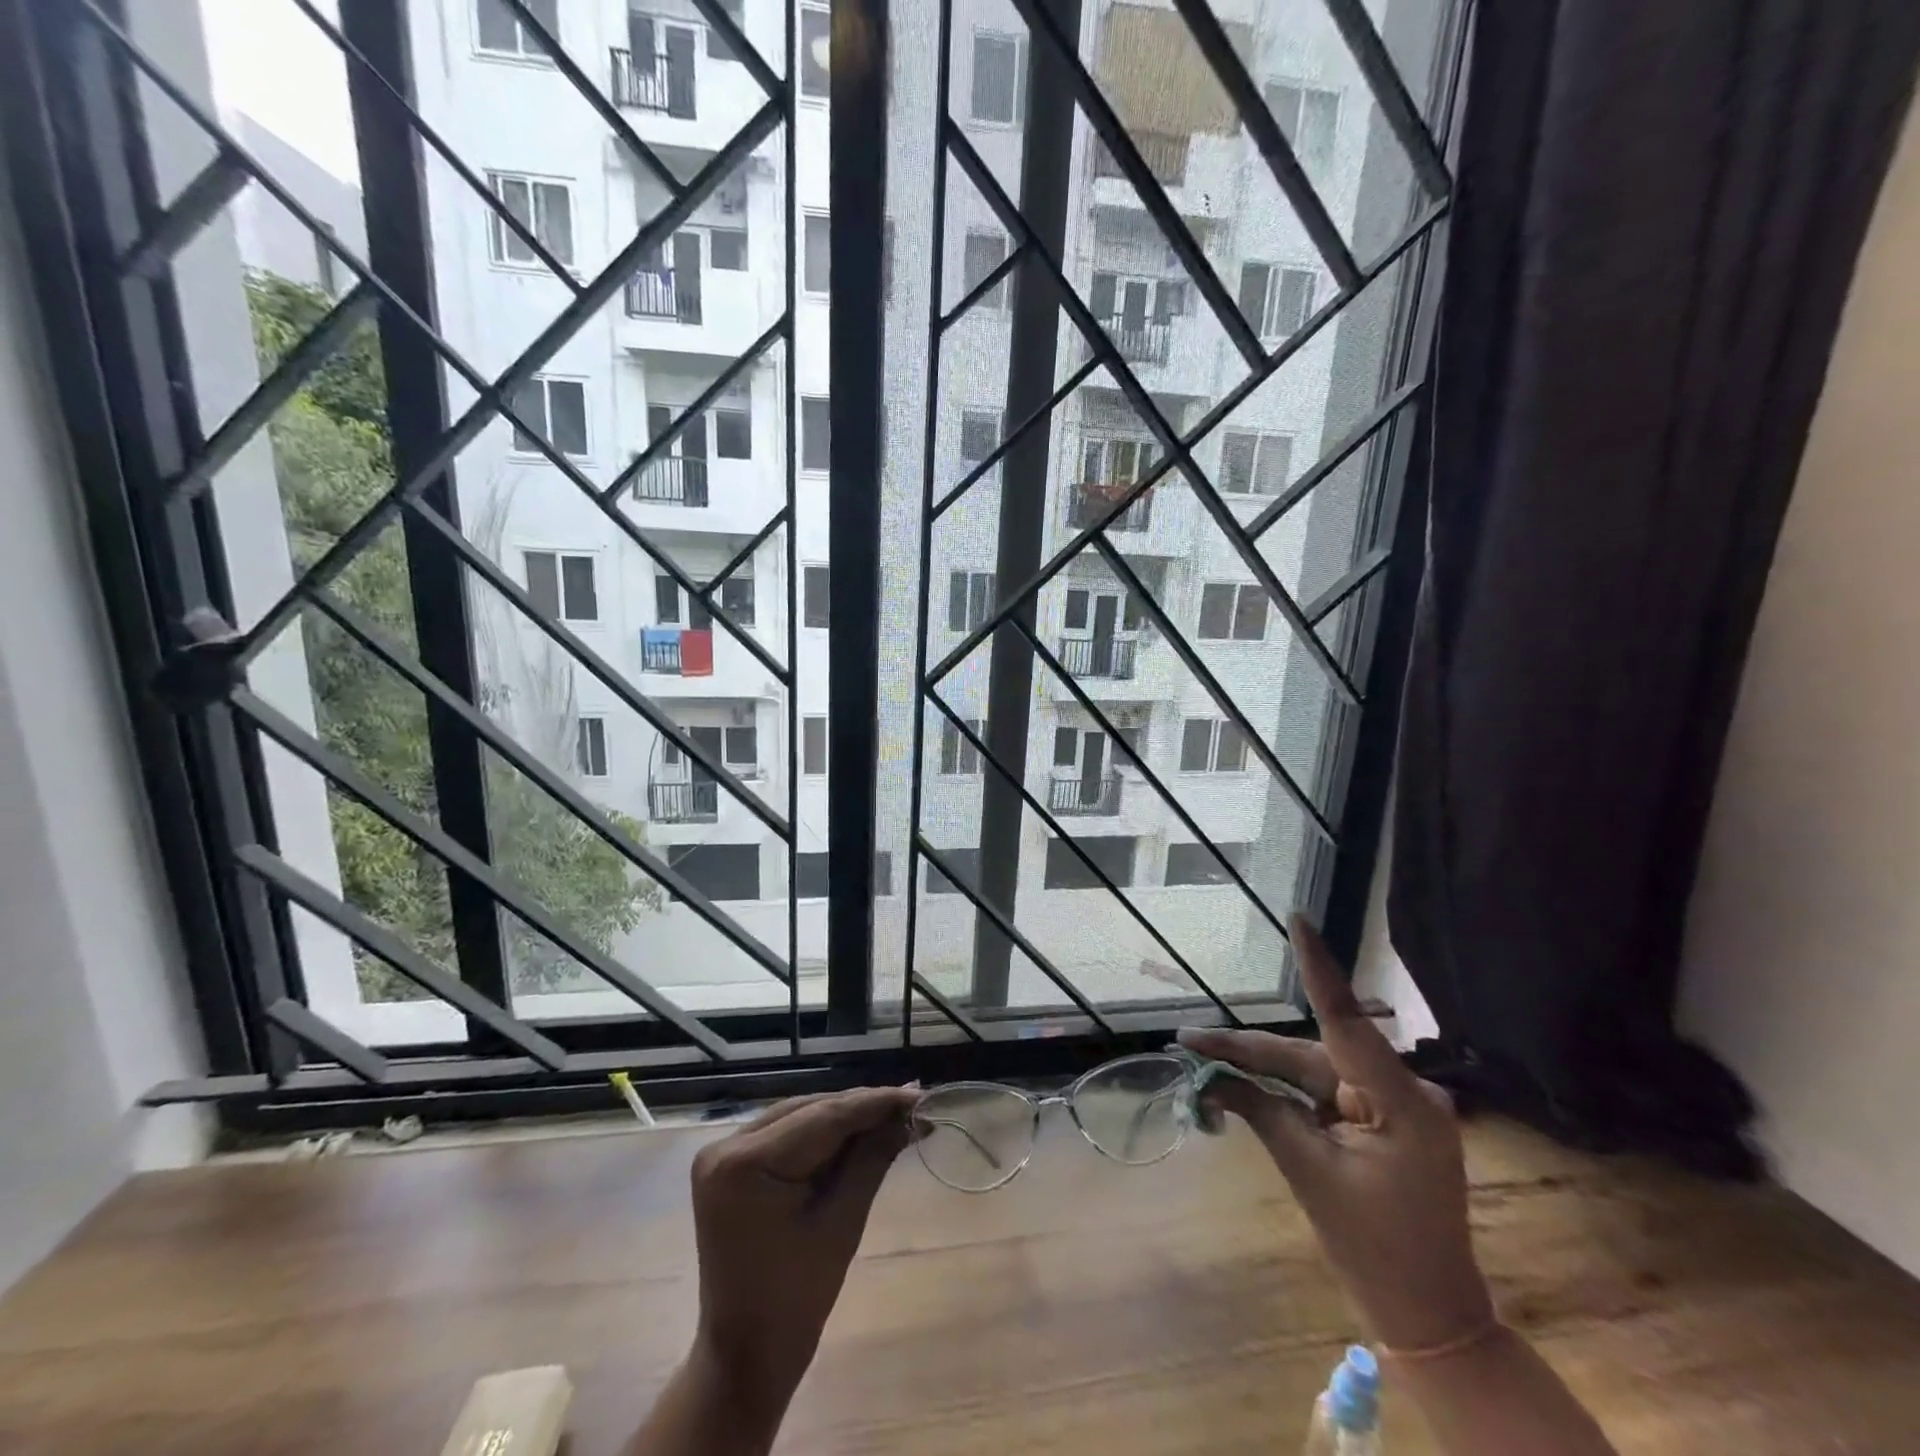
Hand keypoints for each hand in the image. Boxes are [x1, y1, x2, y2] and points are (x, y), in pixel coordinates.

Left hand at [686, 1086, 916, 1410]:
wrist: (746, 1354)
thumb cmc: (795, 1299)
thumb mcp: (842, 1222)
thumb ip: (873, 1157)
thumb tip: (910, 1113)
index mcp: (744, 1163)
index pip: (823, 1117)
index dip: (875, 1103)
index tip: (919, 1095)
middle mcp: (726, 1145)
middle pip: (809, 1111)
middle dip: (862, 1109)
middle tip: (912, 1106)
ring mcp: (723, 1152)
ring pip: (800, 1117)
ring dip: (845, 1119)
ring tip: (894, 1116)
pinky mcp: (731, 1164)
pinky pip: (786, 1134)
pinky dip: (822, 1135)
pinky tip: (858, 1133)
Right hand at [1179, 916, 1493, 1351]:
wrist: (1431, 1317)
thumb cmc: (1375, 1252)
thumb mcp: (1310, 1175)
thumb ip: (1261, 1112)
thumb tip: (1209, 1077)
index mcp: (1400, 1102)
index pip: (1347, 1020)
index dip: (1318, 967)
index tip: (1298, 919)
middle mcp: (1402, 1091)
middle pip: (1310, 1054)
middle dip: (1247, 1051)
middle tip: (1189, 1042)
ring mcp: (1396, 1105)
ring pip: (1313, 1071)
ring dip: (1261, 1070)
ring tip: (1204, 1059)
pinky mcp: (1384, 1120)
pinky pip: (1325, 1091)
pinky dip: (1286, 1090)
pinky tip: (1246, 1084)